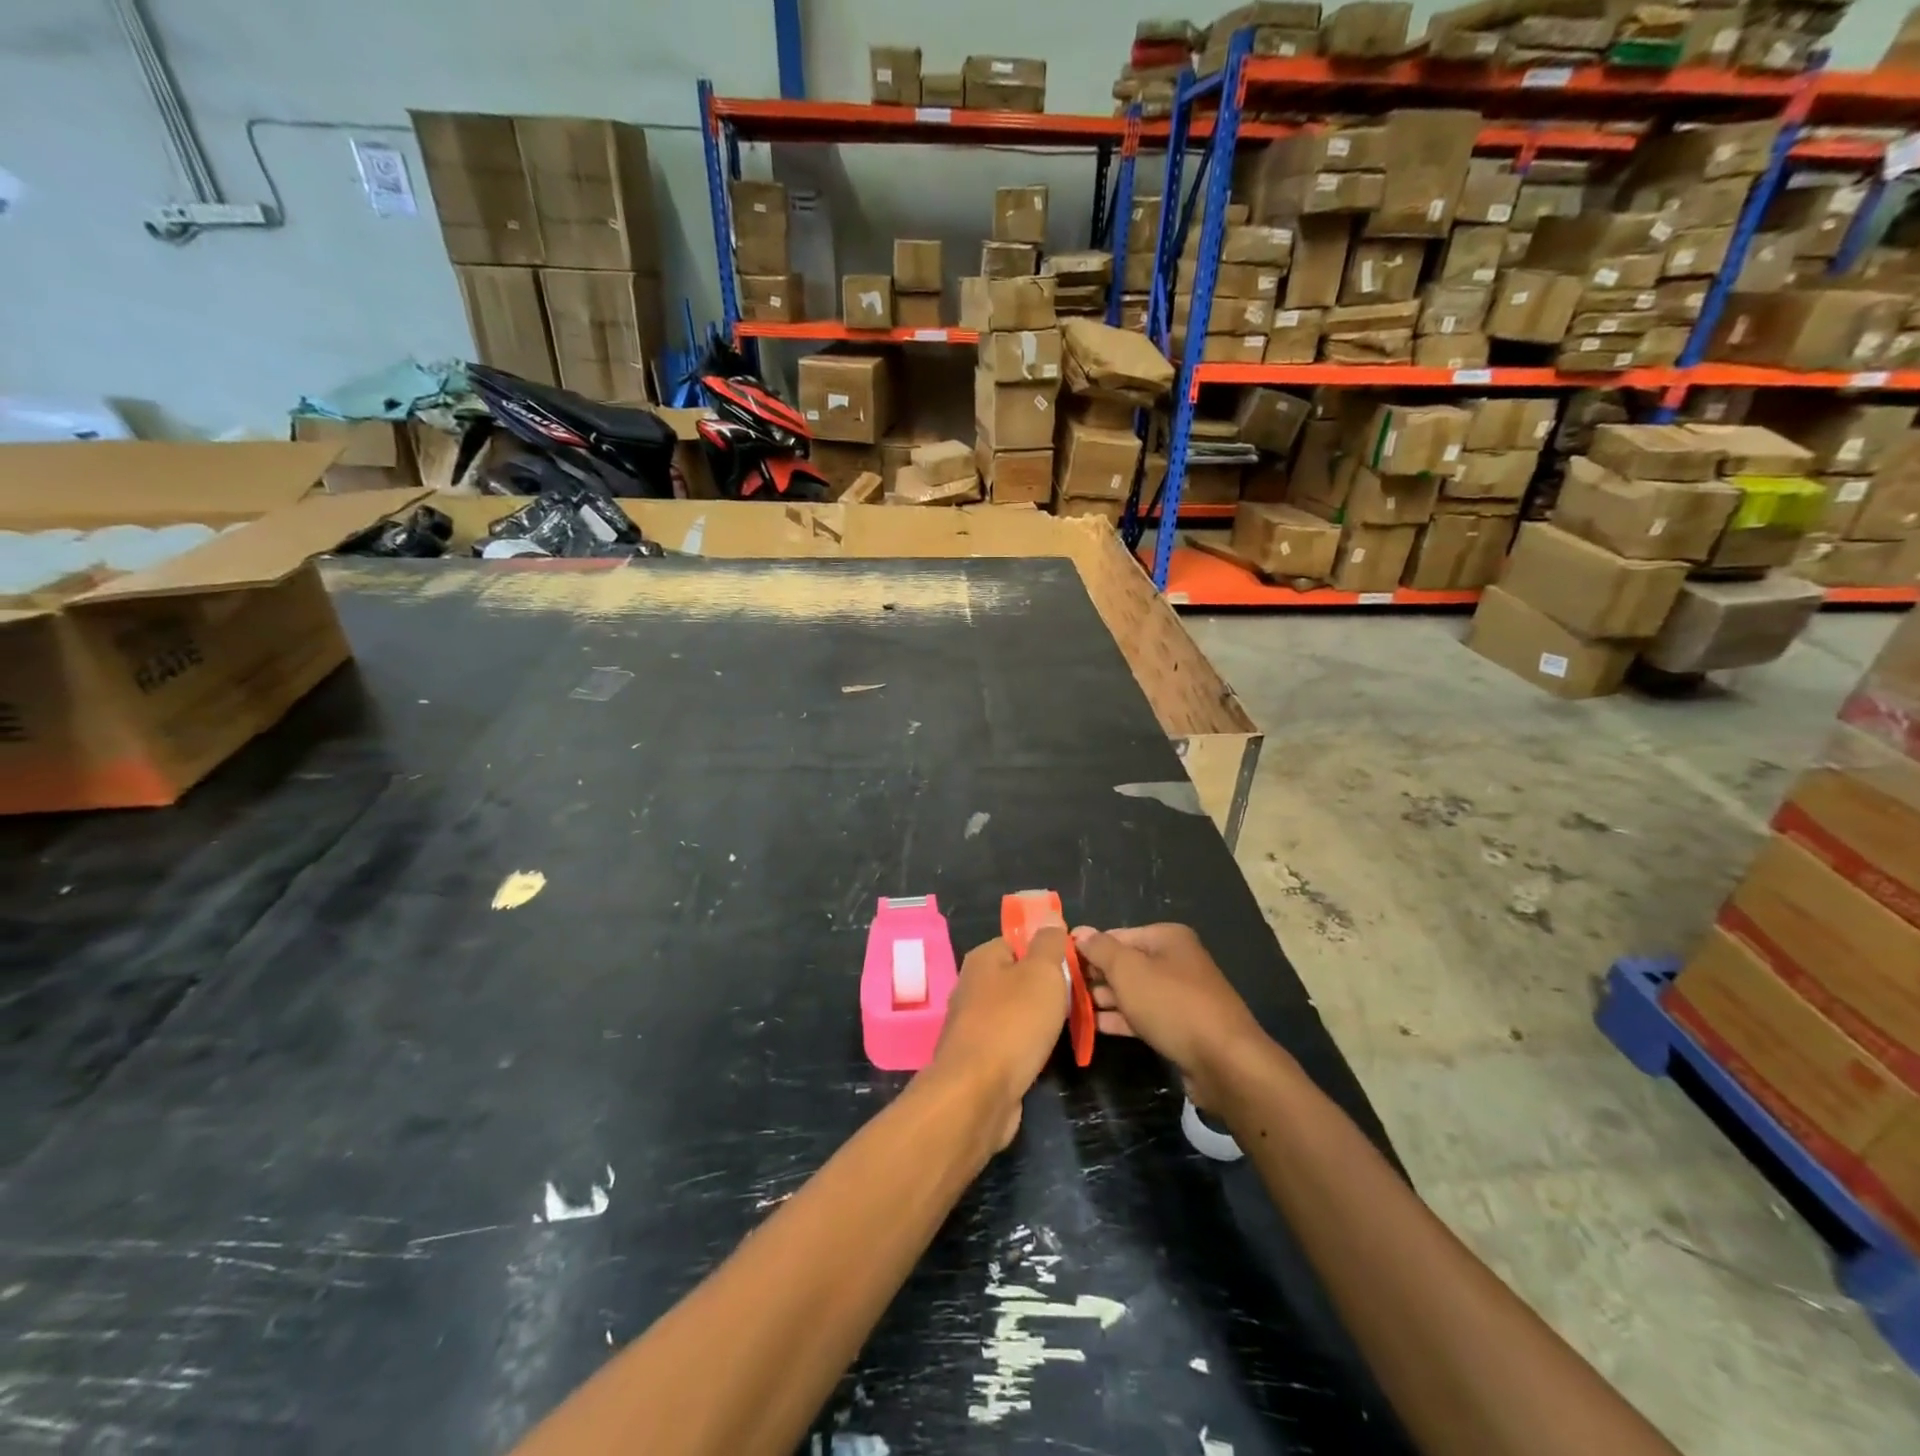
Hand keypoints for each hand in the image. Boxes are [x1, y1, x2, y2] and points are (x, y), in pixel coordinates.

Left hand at [929, 930, 1070, 1149]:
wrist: (978, 1094)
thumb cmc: (1013, 1023)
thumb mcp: (1042, 972)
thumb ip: (1049, 944)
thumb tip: (1050, 919)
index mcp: (983, 959)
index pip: (1019, 940)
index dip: (1048, 949)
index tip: (1076, 965)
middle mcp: (973, 986)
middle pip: (1019, 976)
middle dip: (1048, 987)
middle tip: (1079, 998)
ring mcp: (973, 1023)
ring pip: (1017, 1011)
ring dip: (1041, 1019)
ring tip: (1070, 1027)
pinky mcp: (979, 1058)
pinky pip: (1012, 1041)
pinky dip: (1030, 1046)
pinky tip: (1046, 1054)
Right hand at [1070, 923, 1269, 1109]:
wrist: (1224, 1061)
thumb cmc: (1172, 1004)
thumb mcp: (1128, 970)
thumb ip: (1100, 949)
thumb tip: (1080, 932)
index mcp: (1167, 938)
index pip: (1117, 935)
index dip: (1088, 948)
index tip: (1059, 963)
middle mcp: (1175, 961)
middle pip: (1125, 963)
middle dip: (1095, 976)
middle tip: (1061, 989)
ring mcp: (1180, 995)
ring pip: (1133, 992)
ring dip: (1104, 999)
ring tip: (1070, 1008)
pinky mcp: (1181, 1026)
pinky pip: (1143, 1016)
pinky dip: (1120, 1018)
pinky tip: (1094, 1026)